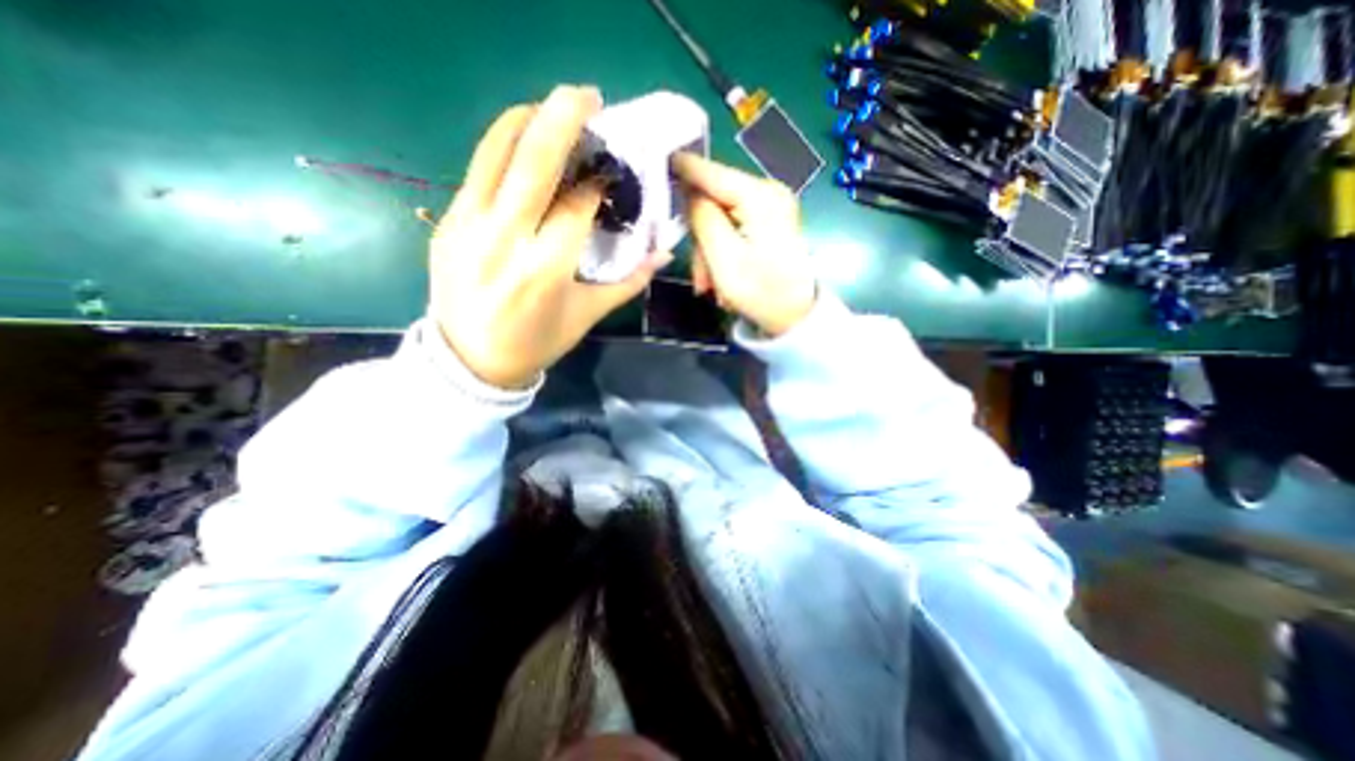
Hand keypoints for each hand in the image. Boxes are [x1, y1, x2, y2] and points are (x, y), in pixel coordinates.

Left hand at [428, 85, 671, 390]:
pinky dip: (503, 148)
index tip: (613, 169)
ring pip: (496, 153)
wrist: (470, 361)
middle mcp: (506, 239)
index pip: (577, 205)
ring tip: (552, 109)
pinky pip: (479, 172)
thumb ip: (628, 281)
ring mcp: (469, 225)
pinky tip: (522, 147)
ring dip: (527, 121)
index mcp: (546, 268)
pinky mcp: (448, 222)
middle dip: (563, 119)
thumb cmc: (537, 342)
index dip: (598, 182)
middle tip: (587, 95)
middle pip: (534, 162)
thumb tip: (662, 253)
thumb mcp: (587, 316)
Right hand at [668, 152, 812, 336]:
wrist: (797, 318)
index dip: (681, 169)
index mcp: (760, 196)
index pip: (711, 172)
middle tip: (699, 277)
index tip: (654, 163)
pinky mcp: (769, 223)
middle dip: (700, 238)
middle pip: (714, 201)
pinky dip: (722, 254)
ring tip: (711, 286)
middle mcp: (767, 193)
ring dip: (709, 253)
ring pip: (720, 219)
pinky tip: (722, 280)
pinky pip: (733, 229)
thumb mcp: (724, 258)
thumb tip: (688, 191)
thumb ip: (702, 218)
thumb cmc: (761, 292)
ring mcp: (770, 208)